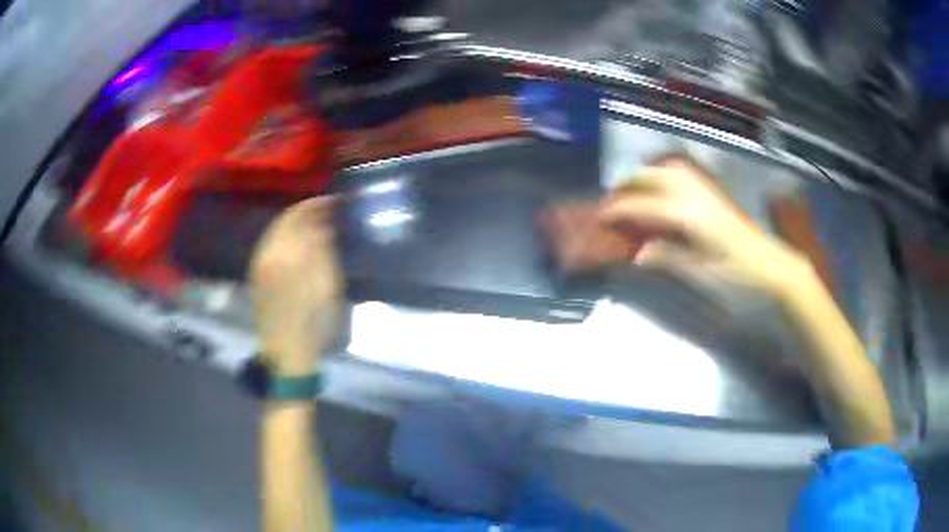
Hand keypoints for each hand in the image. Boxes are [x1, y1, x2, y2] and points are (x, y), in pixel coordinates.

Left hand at [250, 197, 342, 376]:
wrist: (288, 353)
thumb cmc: (314, 323)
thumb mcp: (328, 288)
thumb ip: (323, 251)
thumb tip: (324, 223)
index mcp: (286, 255)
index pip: (300, 216)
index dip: (317, 205)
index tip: (334, 201)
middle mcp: (267, 254)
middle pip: (284, 220)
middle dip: (305, 210)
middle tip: (325, 209)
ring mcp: (258, 264)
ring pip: (274, 230)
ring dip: (293, 221)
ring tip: (312, 221)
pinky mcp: (256, 274)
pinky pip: (268, 244)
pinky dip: (282, 235)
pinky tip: (294, 239)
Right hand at [599, 158, 811, 294]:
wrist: (771, 264)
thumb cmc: (738, 273)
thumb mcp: (702, 273)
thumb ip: (668, 258)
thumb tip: (638, 254)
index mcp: (690, 215)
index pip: (643, 205)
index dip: (617, 209)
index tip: (598, 217)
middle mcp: (696, 193)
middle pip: (653, 176)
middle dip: (627, 186)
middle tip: (613, 204)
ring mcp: (707, 189)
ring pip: (668, 167)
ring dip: (646, 175)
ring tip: (634, 192)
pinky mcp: (715, 191)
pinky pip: (684, 171)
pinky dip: (665, 172)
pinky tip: (663, 188)